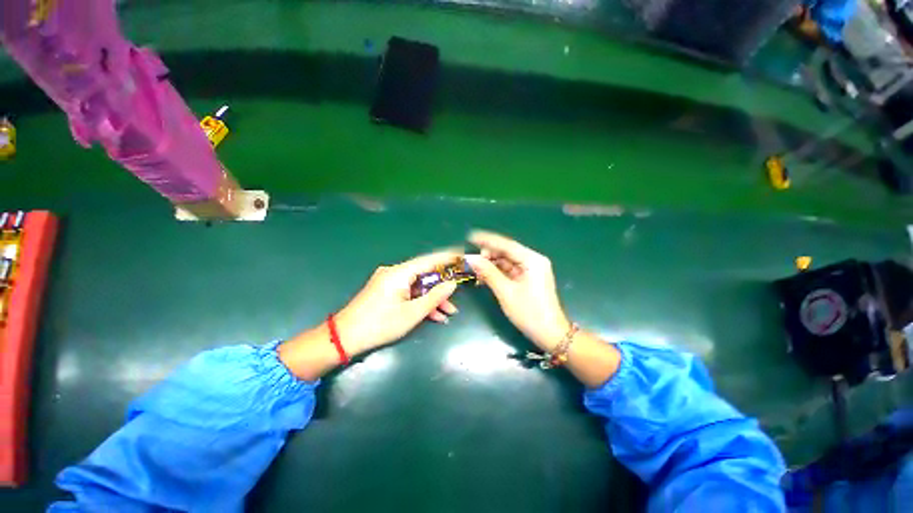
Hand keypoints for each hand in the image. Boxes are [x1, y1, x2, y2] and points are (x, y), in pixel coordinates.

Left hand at [335, 250, 460, 353]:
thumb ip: (435, 297)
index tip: (462, 256)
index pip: (429, 260)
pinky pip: (409, 293)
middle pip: (425, 274)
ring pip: (418, 286)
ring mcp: (390, 282)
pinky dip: (420, 302)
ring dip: (433, 298)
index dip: (447, 257)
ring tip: (449, 312)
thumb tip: (452, 284)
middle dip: (442, 287)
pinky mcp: (386, 291)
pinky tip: (434, 315)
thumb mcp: (412, 313)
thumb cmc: (380, 324)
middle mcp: (395, 273)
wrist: (344, 338)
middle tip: (458, 293)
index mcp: (400, 273)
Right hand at [465, 231, 571, 350]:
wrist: (550, 334)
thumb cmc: (529, 313)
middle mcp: (533, 260)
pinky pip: (509, 270)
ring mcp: (531, 270)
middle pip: (507, 252)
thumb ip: (488, 272)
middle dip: (488, 254)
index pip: (506, 245)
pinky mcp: (528, 278)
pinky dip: (497, 272)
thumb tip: (470, 258)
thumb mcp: (506, 292)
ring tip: (474, 267)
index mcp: (532, 260)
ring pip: (507, 261)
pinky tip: (484, 275)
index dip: (487, 240)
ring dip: (491, 264)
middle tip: (471, 259)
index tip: (471, 237)